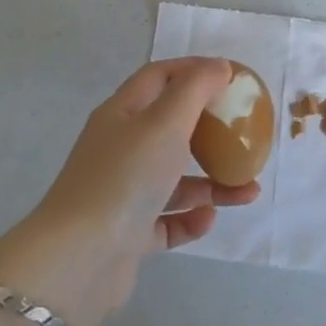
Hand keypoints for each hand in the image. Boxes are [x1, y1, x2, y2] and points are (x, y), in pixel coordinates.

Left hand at [0, 58, 259, 325]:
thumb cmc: (125, 178)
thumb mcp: (165, 122)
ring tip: (247, 190)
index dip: (193, 70)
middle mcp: (119, 148)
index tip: (230, 77)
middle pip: (169, 128)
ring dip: (211, 181)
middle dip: (209, 130)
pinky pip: (166, 219)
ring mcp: (122, 193)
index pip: (158, 78)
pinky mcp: (128, 234)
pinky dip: (190, 218)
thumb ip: (195, 89)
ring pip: (174, 178)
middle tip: (242, 134)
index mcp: (121, 114)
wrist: (78, 260)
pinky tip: (209, 219)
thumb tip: (218, 66)